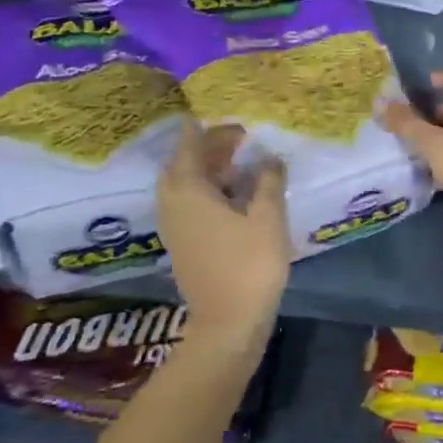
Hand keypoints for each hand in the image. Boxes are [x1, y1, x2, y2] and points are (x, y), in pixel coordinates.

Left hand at [158, 119, 289, 352]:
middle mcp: (173, 203)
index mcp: (189, 190)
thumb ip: (268, 181)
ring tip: (238, 167)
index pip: (192, 145)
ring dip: (207, 171)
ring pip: (184, 186)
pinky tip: (232, 198)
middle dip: (208, 149)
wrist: (227, 323)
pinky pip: (187, 204)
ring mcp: (174, 226)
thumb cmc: (249, 265)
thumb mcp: (267, 218)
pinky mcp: (181, 244)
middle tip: (238, 142)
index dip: (210, 129)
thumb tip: (269, 157)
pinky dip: (205, 192)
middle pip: (183, 164)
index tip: (231, 120)